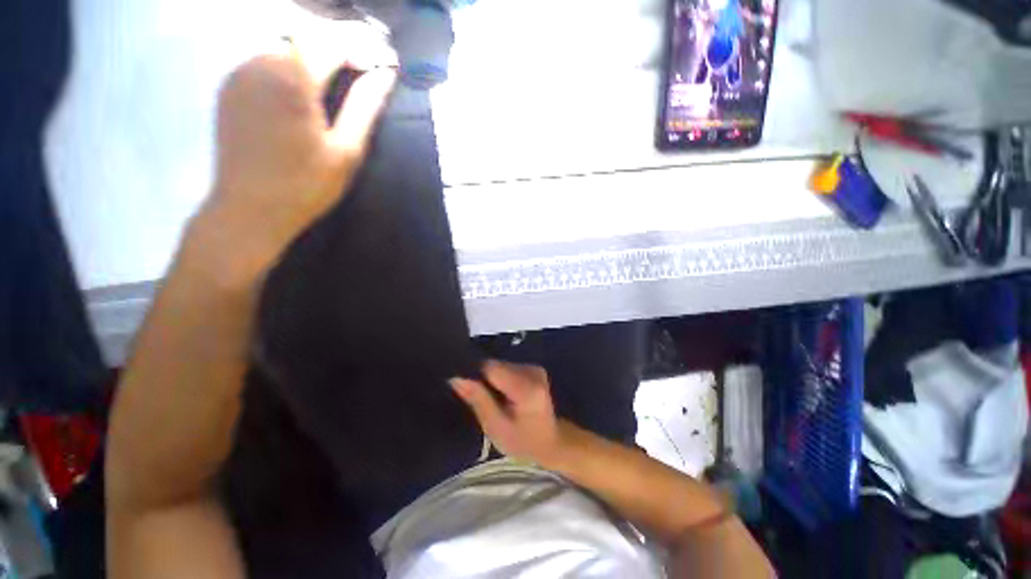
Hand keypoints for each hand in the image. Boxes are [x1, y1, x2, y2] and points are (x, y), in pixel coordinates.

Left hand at [187, 35, 396, 285]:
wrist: (250, 209)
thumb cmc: (306, 186)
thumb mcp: (347, 150)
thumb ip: (365, 107)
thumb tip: (386, 75)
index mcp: (293, 78)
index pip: (334, 41)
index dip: (363, 47)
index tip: (385, 62)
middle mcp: (261, 62)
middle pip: (307, 35)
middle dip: (341, 45)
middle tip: (366, 67)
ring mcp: (240, 71)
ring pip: (284, 43)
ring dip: (315, 53)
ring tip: (340, 74)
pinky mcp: (230, 85)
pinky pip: (265, 58)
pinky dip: (291, 62)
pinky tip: (305, 85)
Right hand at [450, 361, 565, 465]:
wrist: (551, 441)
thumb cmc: (522, 441)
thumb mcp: (496, 427)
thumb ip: (478, 400)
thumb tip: (456, 378)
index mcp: (526, 388)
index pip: (491, 368)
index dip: (475, 374)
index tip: (466, 389)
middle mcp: (532, 371)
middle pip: (496, 365)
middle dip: (484, 379)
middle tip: (482, 401)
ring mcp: (534, 368)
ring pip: (501, 365)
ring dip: (492, 379)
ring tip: (494, 400)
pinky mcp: (534, 367)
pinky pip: (508, 367)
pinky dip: (501, 378)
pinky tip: (503, 394)